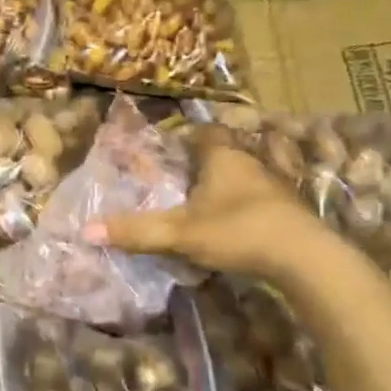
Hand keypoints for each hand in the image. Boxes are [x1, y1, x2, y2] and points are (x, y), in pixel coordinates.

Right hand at [84, 134, 352, 282]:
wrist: (305, 258)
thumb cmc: (239, 230)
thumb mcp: (181, 233)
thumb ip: (137, 231)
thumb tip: (86, 230)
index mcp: (223, 156)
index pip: (204, 132)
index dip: (187, 136)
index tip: (170, 148)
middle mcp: (251, 161)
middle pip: (226, 151)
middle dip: (207, 161)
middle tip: (184, 177)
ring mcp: (276, 185)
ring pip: (249, 173)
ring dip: (232, 183)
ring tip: (209, 200)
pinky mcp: (291, 210)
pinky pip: (265, 197)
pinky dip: (251, 204)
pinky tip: (241, 222)